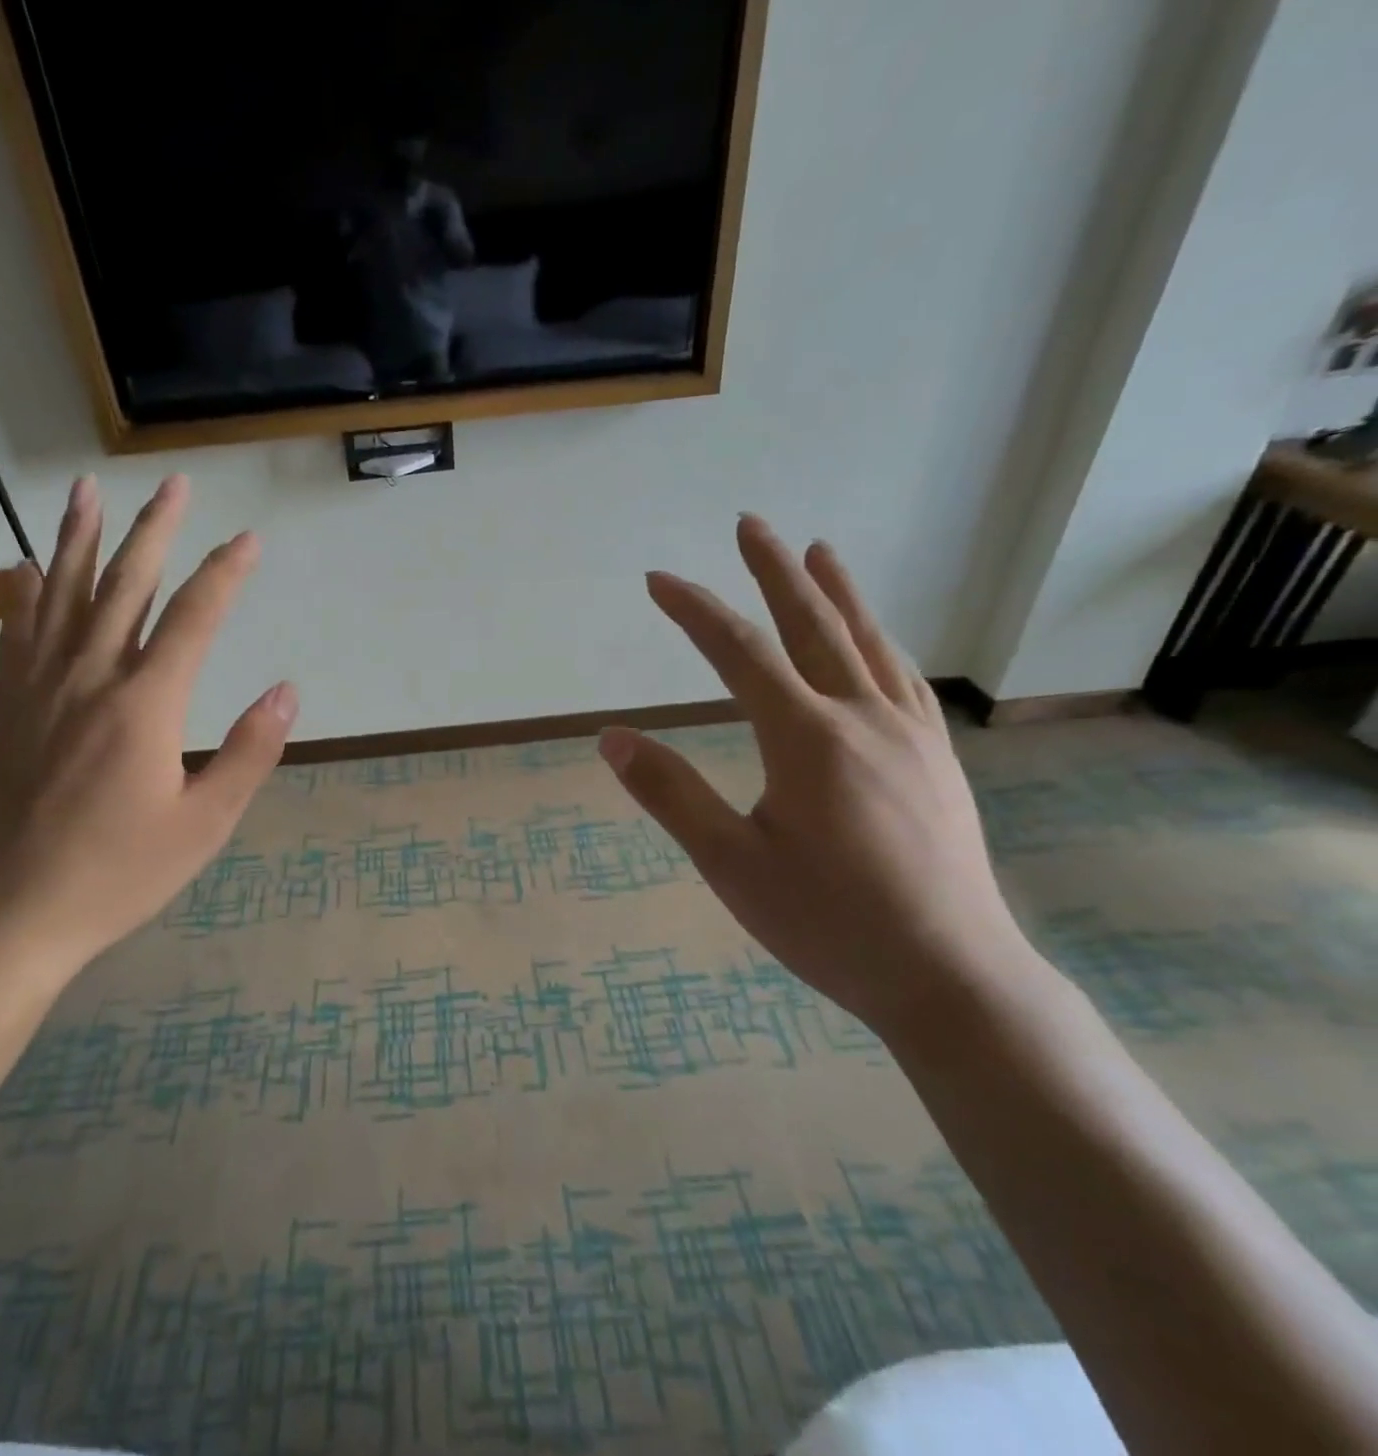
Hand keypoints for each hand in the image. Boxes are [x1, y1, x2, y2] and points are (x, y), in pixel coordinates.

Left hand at [0, 474, 295, 978]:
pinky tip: (30, 564)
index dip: (224, 574)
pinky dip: (28, 592)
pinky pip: (19, 632)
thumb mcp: (205, 824)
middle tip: (174, 484)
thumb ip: (249, 752)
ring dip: (81, 537)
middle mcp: (90, 679)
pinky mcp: (11, 707)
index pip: (193, 619)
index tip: (249, 541)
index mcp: (145, 705)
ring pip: (64, 594)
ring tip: (88, 488)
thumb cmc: (122, 872)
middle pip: (126, 586)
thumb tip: (287, 691)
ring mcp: (41, 688)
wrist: (16, 911)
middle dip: (155, 531)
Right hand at [599, 516, 1037, 1037]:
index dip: (694, 611)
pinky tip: (873, 639)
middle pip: (812, 625)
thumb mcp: (732, 865)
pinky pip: (901, 677)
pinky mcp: (936, 759)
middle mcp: (862, 718)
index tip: (657, 581)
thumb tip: (614, 738)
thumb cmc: (829, 923)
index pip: (740, 654)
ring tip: (817, 550)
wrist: (951, 976)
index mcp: (807, 739)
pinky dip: (877, 639)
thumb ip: (671, 795)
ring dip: (836, 591)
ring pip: (867, 641)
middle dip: (774, 571)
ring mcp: (908, 735)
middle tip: (750, 524)